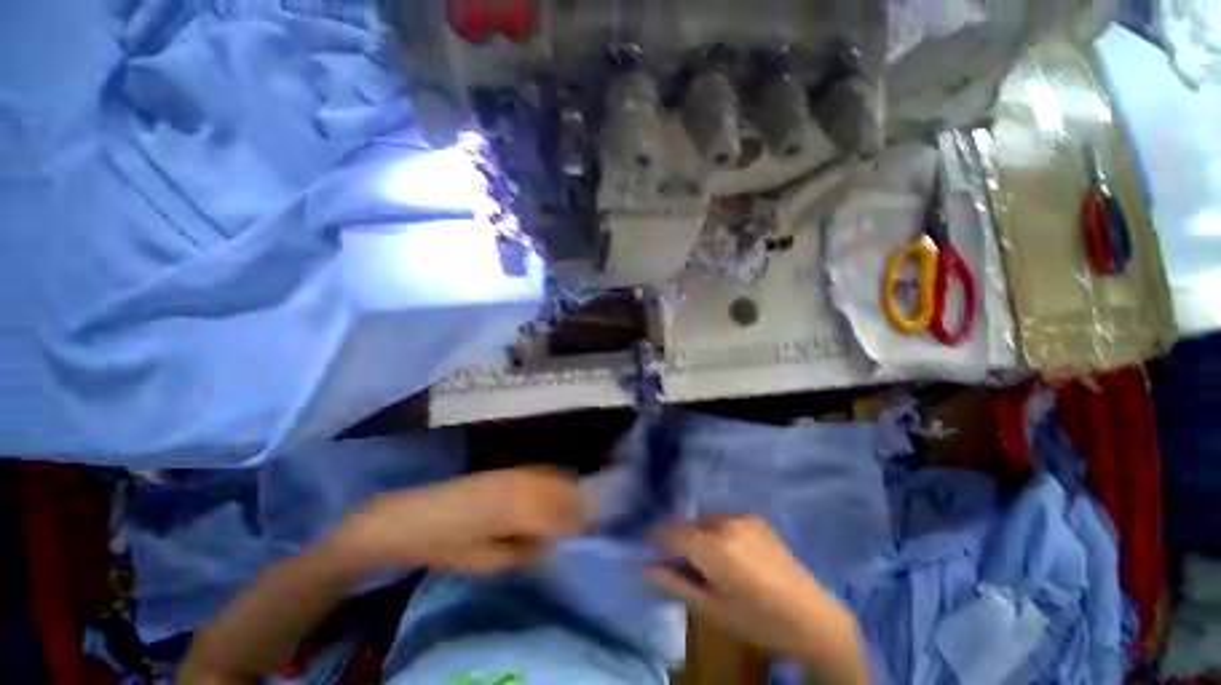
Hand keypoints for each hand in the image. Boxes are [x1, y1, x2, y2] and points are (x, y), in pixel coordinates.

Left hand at [326, 467, 587, 577]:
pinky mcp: (503, 469)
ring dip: (566, 486)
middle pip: (559, 488)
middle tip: (588, 515)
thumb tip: (548, 545)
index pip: (558, 512)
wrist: (412, 518)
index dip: (576, 520)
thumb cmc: (447, 546)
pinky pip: (536, 470)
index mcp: (516, 509)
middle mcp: (519, 484)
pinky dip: (551, 477)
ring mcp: (511, 472)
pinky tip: (553, 485)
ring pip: (550, 475)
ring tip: (575, 500)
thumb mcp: (487, 562)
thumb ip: (523, 552)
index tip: (590, 527)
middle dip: (576, 501)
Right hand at [648, 516, 867, 683]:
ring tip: (702, 559)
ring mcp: (743, 518)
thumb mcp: (711, 610)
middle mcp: (726, 524)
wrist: (812, 617)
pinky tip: (726, 553)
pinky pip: (725, 520)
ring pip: (706, 521)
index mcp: (714, 548)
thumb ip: (674, 583)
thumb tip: (644, 568)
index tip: (644, 544)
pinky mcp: (757, 519)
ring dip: (697, 534)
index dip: (655, 537)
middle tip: (674, 560)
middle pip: (689, 525)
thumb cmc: (757, 620)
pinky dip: (716, 531)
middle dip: (677, 539)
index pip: (672, 533)